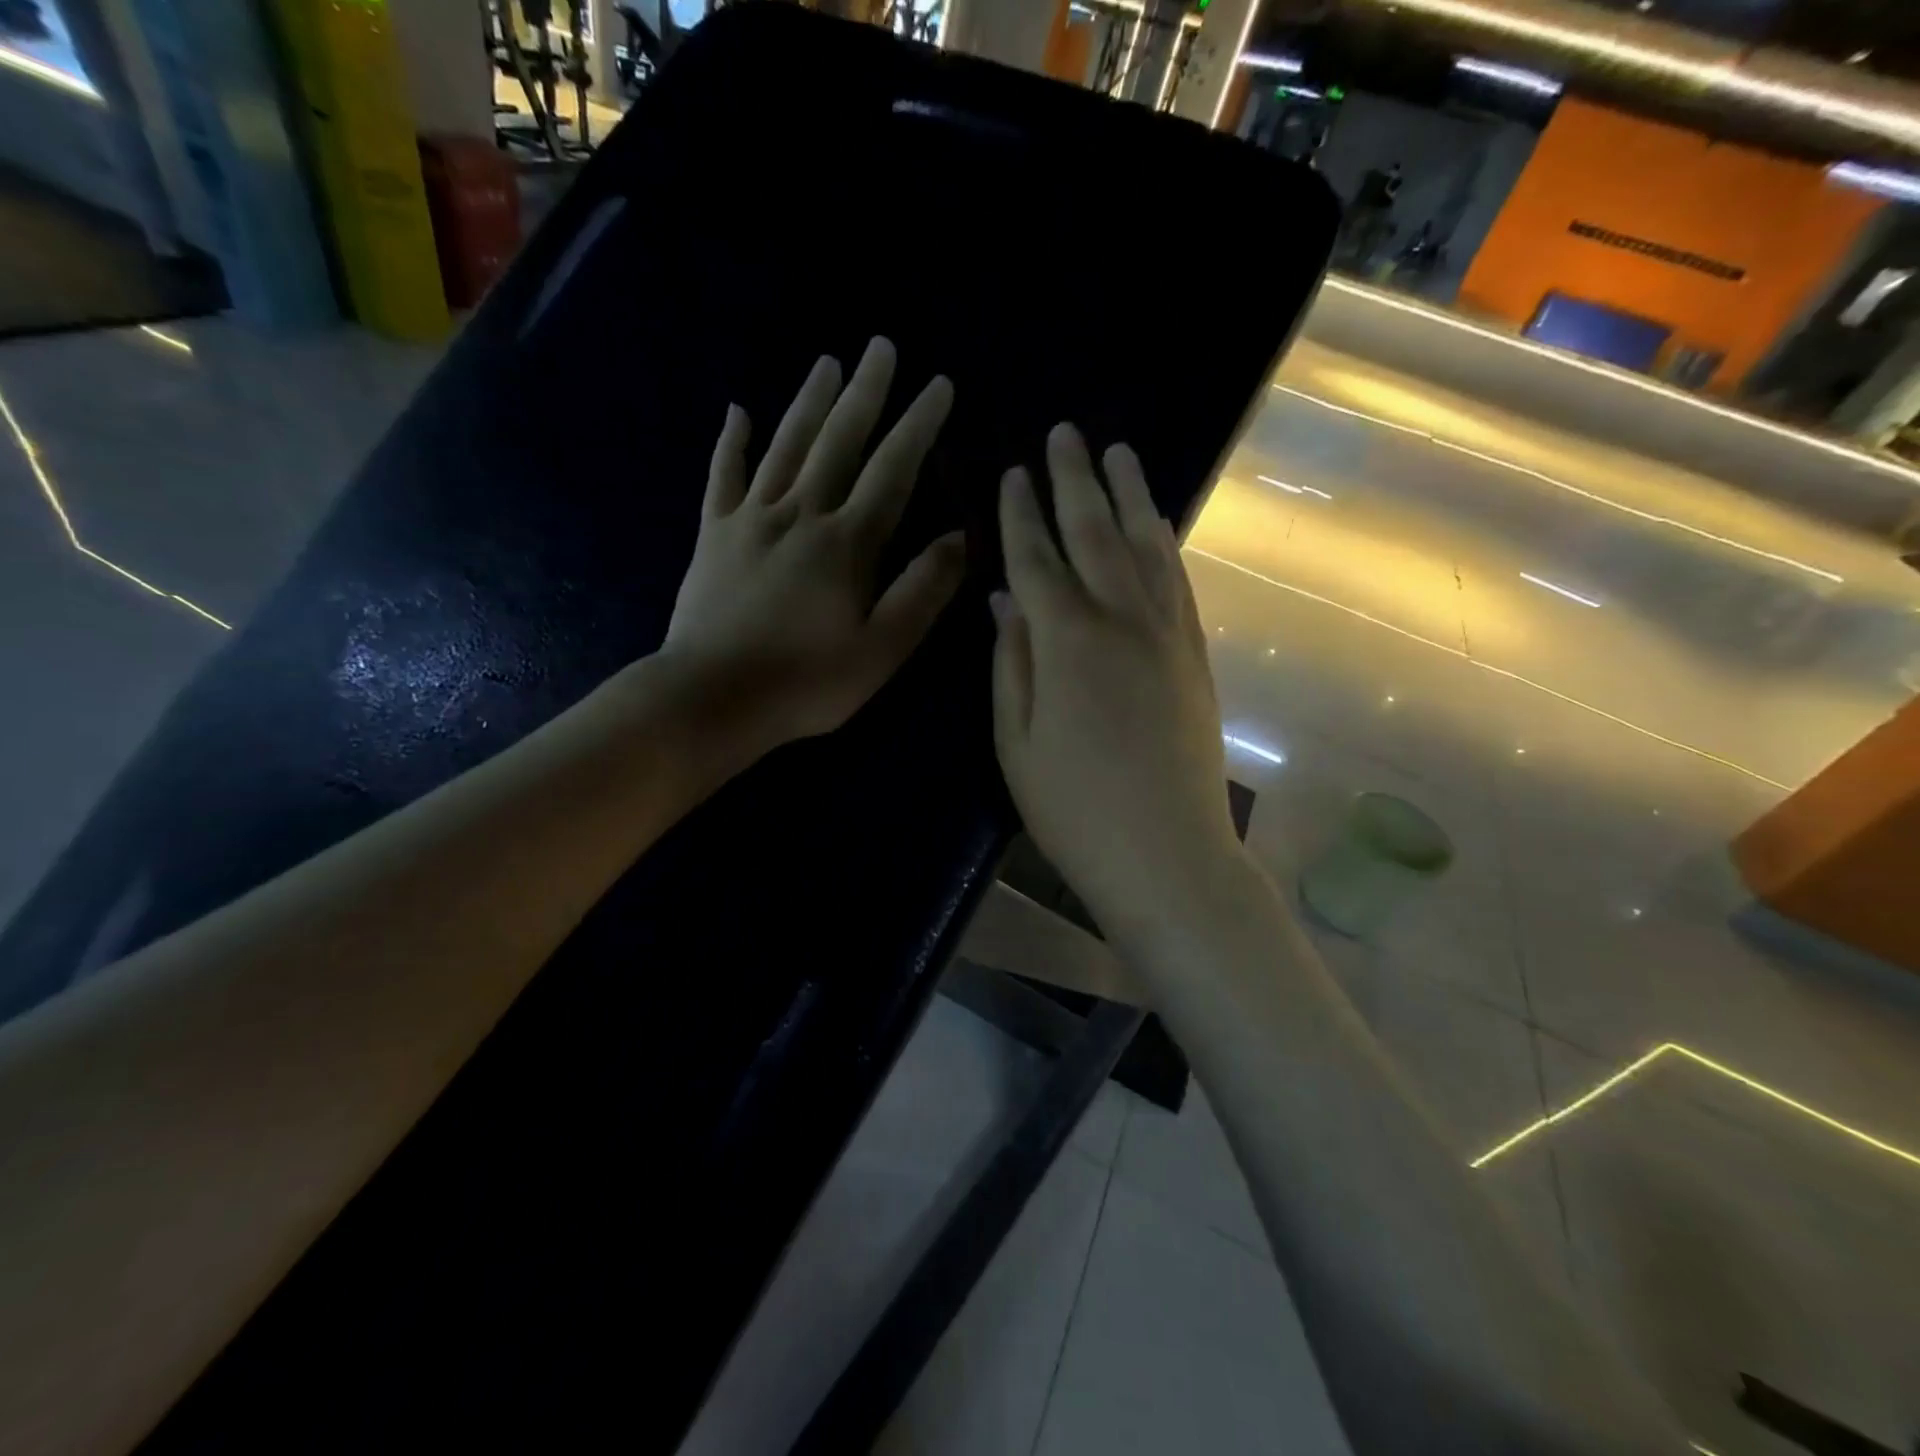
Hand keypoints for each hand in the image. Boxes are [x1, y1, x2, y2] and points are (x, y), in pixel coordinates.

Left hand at [663, 337, 964, 754]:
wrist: (711, 697)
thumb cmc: (806, 682)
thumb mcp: (882, 649)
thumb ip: (922, 591)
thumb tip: (958, 538)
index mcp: (847, 543)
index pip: (892, 470)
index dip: (918, 426)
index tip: (938, 385)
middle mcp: (800, 515)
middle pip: (838, 442)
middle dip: (865, 392)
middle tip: (881, 346)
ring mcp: (751, 520)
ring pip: (785, 447)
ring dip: (809, 402)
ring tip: (828, 362)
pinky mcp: (713, 536)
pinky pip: (722, 477)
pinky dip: (731, 443)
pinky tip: (737, 411)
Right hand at [992, 424, 1241, 940]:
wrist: (1167, 854)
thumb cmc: (1073, 808)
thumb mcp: (1016, 741)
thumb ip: (1012, 661)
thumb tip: (1005, 598)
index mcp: (1066, 641)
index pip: (1036, 557)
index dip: (1020, 513)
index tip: (1011, 472)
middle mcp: (1121, 619)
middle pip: (1094, 534)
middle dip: (1074, 480)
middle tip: (1063, 433)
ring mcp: (1167, 634)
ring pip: (1145, 546)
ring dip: (1128, 495)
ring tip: (1117, 454)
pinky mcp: (1195, 654)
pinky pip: (1178, 581)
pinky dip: (1165, 543)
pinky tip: (1156, 524)